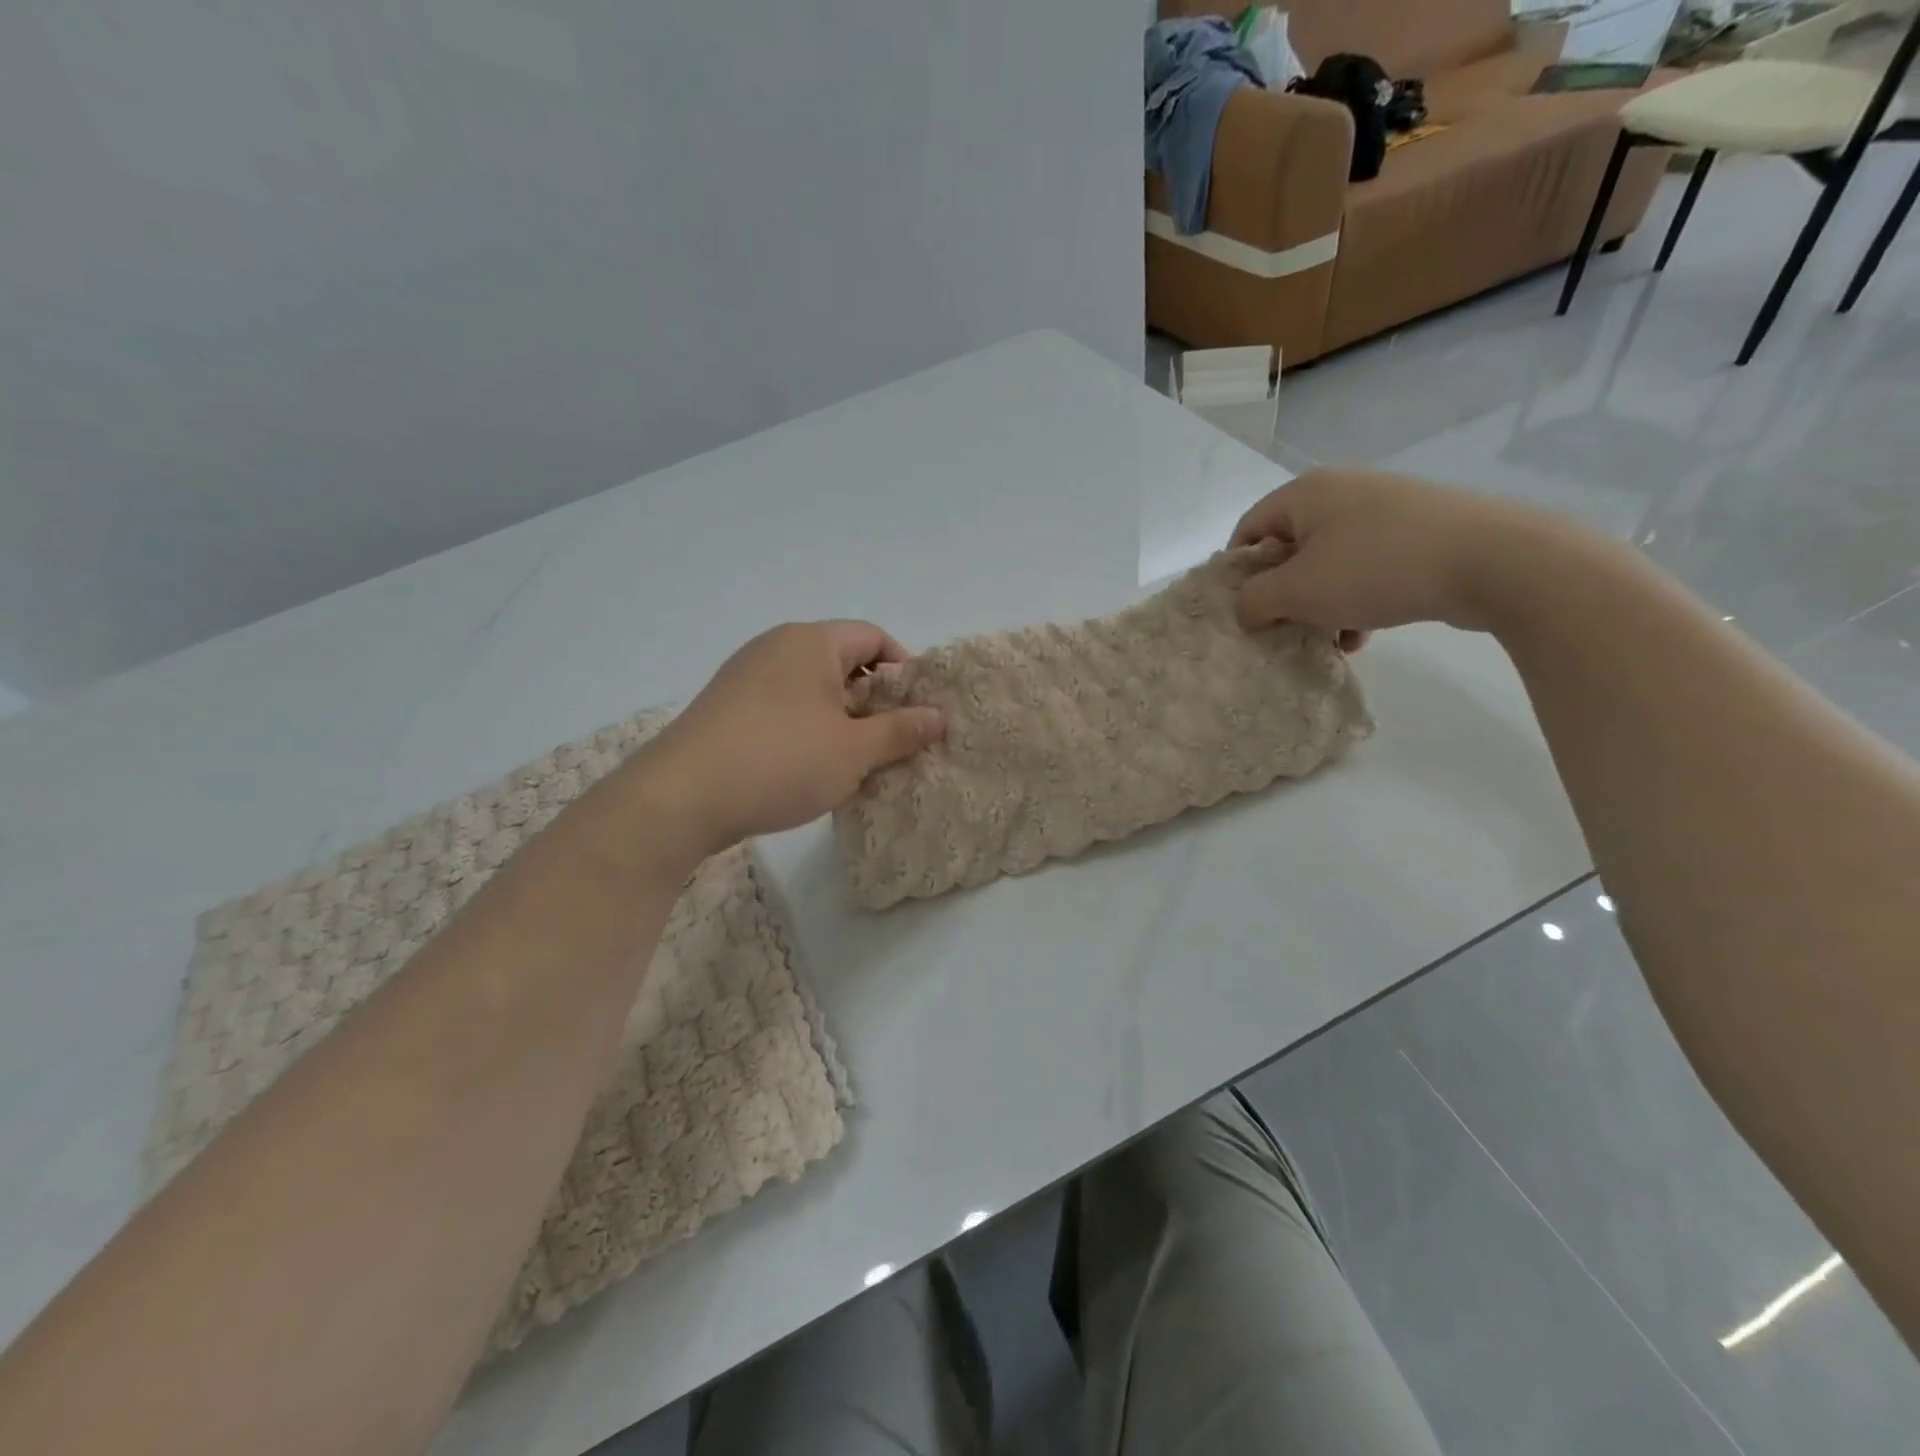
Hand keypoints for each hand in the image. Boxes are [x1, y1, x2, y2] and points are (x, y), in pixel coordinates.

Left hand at [645, 621, 943, 856]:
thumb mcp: (853, 750)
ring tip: (856, 760)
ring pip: (811, 688)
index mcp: (811, 642)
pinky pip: (783, 707)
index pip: (873, 637)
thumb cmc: (781, 761)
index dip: (904, 669)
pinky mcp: (726, 708)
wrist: (681, 797)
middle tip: (894, 741)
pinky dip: (807, 729)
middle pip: (842, 661)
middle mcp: (776, 647)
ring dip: (841, 719)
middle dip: (874, 699)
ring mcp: (745, 676)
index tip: (919, 710)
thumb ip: (900, 731)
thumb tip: (938, 717)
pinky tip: (810, 767)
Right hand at [1230, 468, 1554, 636]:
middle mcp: (1342, 490)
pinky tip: (1364, 634)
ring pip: (1330, 563)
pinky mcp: (1419, 530)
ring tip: (1329, 639)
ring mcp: (1385, 508)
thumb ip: (1254, 601)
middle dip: (1284, 594)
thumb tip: (1243, 609)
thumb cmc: (1375, 569)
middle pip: (1290, 549)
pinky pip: (1367, 566)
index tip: (1244, 610)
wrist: (1493, 561)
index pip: (1248, 530)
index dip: (1238, 573)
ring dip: (1320, 604)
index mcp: (1306, 493)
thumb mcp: (1297, 592)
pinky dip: (1356, 599)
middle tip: (1285, 628)